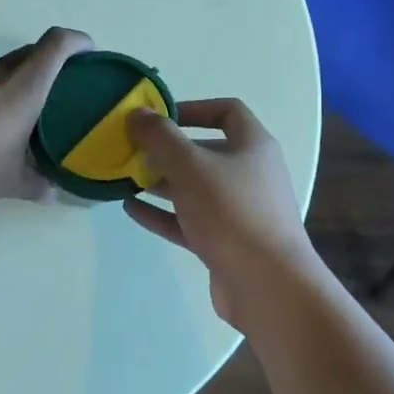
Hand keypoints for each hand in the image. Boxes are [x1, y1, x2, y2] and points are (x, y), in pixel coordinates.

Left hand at [0, 27, 93, 217]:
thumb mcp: (5, 184)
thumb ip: (33, 185)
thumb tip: (51, 191)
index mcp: (20, 89)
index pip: (56, 45)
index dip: (78, 42)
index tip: (91, 54)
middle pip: (29, 52)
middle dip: (51, 63)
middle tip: (64, 92)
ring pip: (1, 68)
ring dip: (19, 81)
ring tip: (27, 114)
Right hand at [123, 99, 320, 328]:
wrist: (268, 286)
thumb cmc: (231, 212)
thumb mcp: (190, 165)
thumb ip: (160, 136)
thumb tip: (138, 113)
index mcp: (253, 146)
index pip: (227, 111)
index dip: (193, 108)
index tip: (159, 116)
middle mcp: (250, 174)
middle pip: (206, 151)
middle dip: (168, 150)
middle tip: (133, 150)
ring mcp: (239, 211)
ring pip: (196, 188)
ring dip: (162, 182)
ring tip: (126, 178)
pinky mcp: (226, 243)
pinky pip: (190, 221)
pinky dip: (163, 213)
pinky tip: (131, 209)